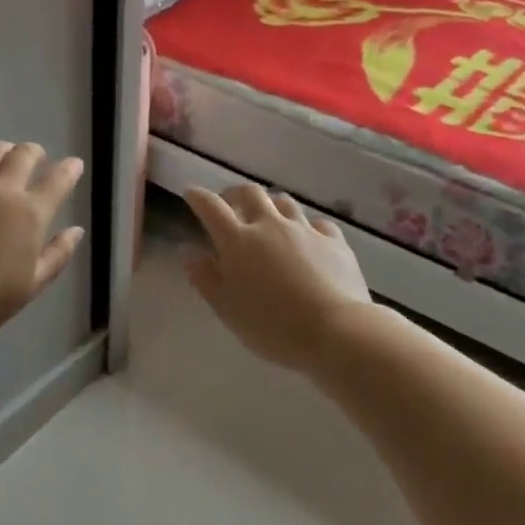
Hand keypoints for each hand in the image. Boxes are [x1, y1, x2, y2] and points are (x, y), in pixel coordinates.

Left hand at [0, 136, 85, 343]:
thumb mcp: (33, 284)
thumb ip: (57, 254)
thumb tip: (76, 230)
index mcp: (30, 214)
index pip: (58, 181)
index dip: (69, 169)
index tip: (73, 164)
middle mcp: (1, 191)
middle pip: (23, 156)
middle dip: (34, 152)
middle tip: (35, 156)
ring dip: (1, 149)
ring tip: (3, 150)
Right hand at [183, 184, 371, 371]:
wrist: (336, 332)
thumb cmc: (272, 325)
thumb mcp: (226, 308)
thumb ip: (204, 277)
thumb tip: (188, 251)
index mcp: (238, 241)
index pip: (211, 207)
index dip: (198, 197)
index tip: (191, 193)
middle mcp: (270, 225)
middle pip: (250, 192)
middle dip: (235, 193)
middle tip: (229, 203)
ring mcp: (304, 230)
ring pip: (284, 202)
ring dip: (270, 205)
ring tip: (267, 218)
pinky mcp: (334, 241)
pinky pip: (317, 223)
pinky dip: (306, 226)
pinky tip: (307, 238)